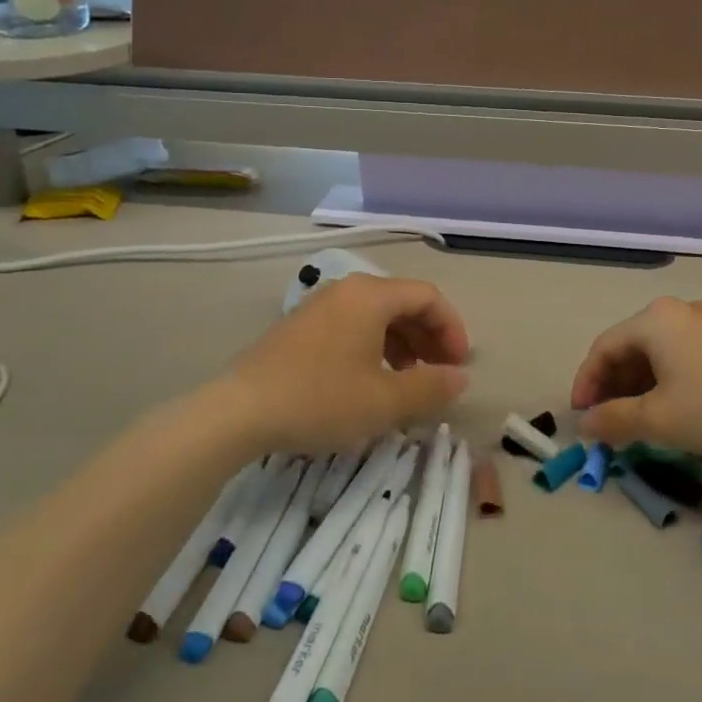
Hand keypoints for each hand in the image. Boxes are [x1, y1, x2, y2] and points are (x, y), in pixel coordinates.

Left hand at [219, 274, 470, 452]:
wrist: (240, 411)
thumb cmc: (321, 399)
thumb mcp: (385, 401)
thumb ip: (431, 386)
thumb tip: (461, 376)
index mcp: (371, 296)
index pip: (428, 298)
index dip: (452, 329)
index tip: (458, 365)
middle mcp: (346, 290)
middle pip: (403, 302)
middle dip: (429, 337)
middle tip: (439, 373)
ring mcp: (320, 306)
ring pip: (376, 315)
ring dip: (403, 344)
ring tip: (409, 380)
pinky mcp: (301, 327)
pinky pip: (352, 325)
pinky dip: (374, 346)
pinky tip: (371, 380)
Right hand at [571, 297, 701, 457]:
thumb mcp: (658, 419)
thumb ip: (613, 419)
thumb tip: (585, 425)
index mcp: (655, 319)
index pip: (604, 348)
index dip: (587, 383)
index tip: (582, 417)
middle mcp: (679, 311)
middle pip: (631, 346)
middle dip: (613, 385)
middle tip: (607, 420)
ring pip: (659, 352)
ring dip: (640, 385)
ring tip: (637, 419)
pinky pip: (685, 355)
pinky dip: (668, 380)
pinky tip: (674, 407)